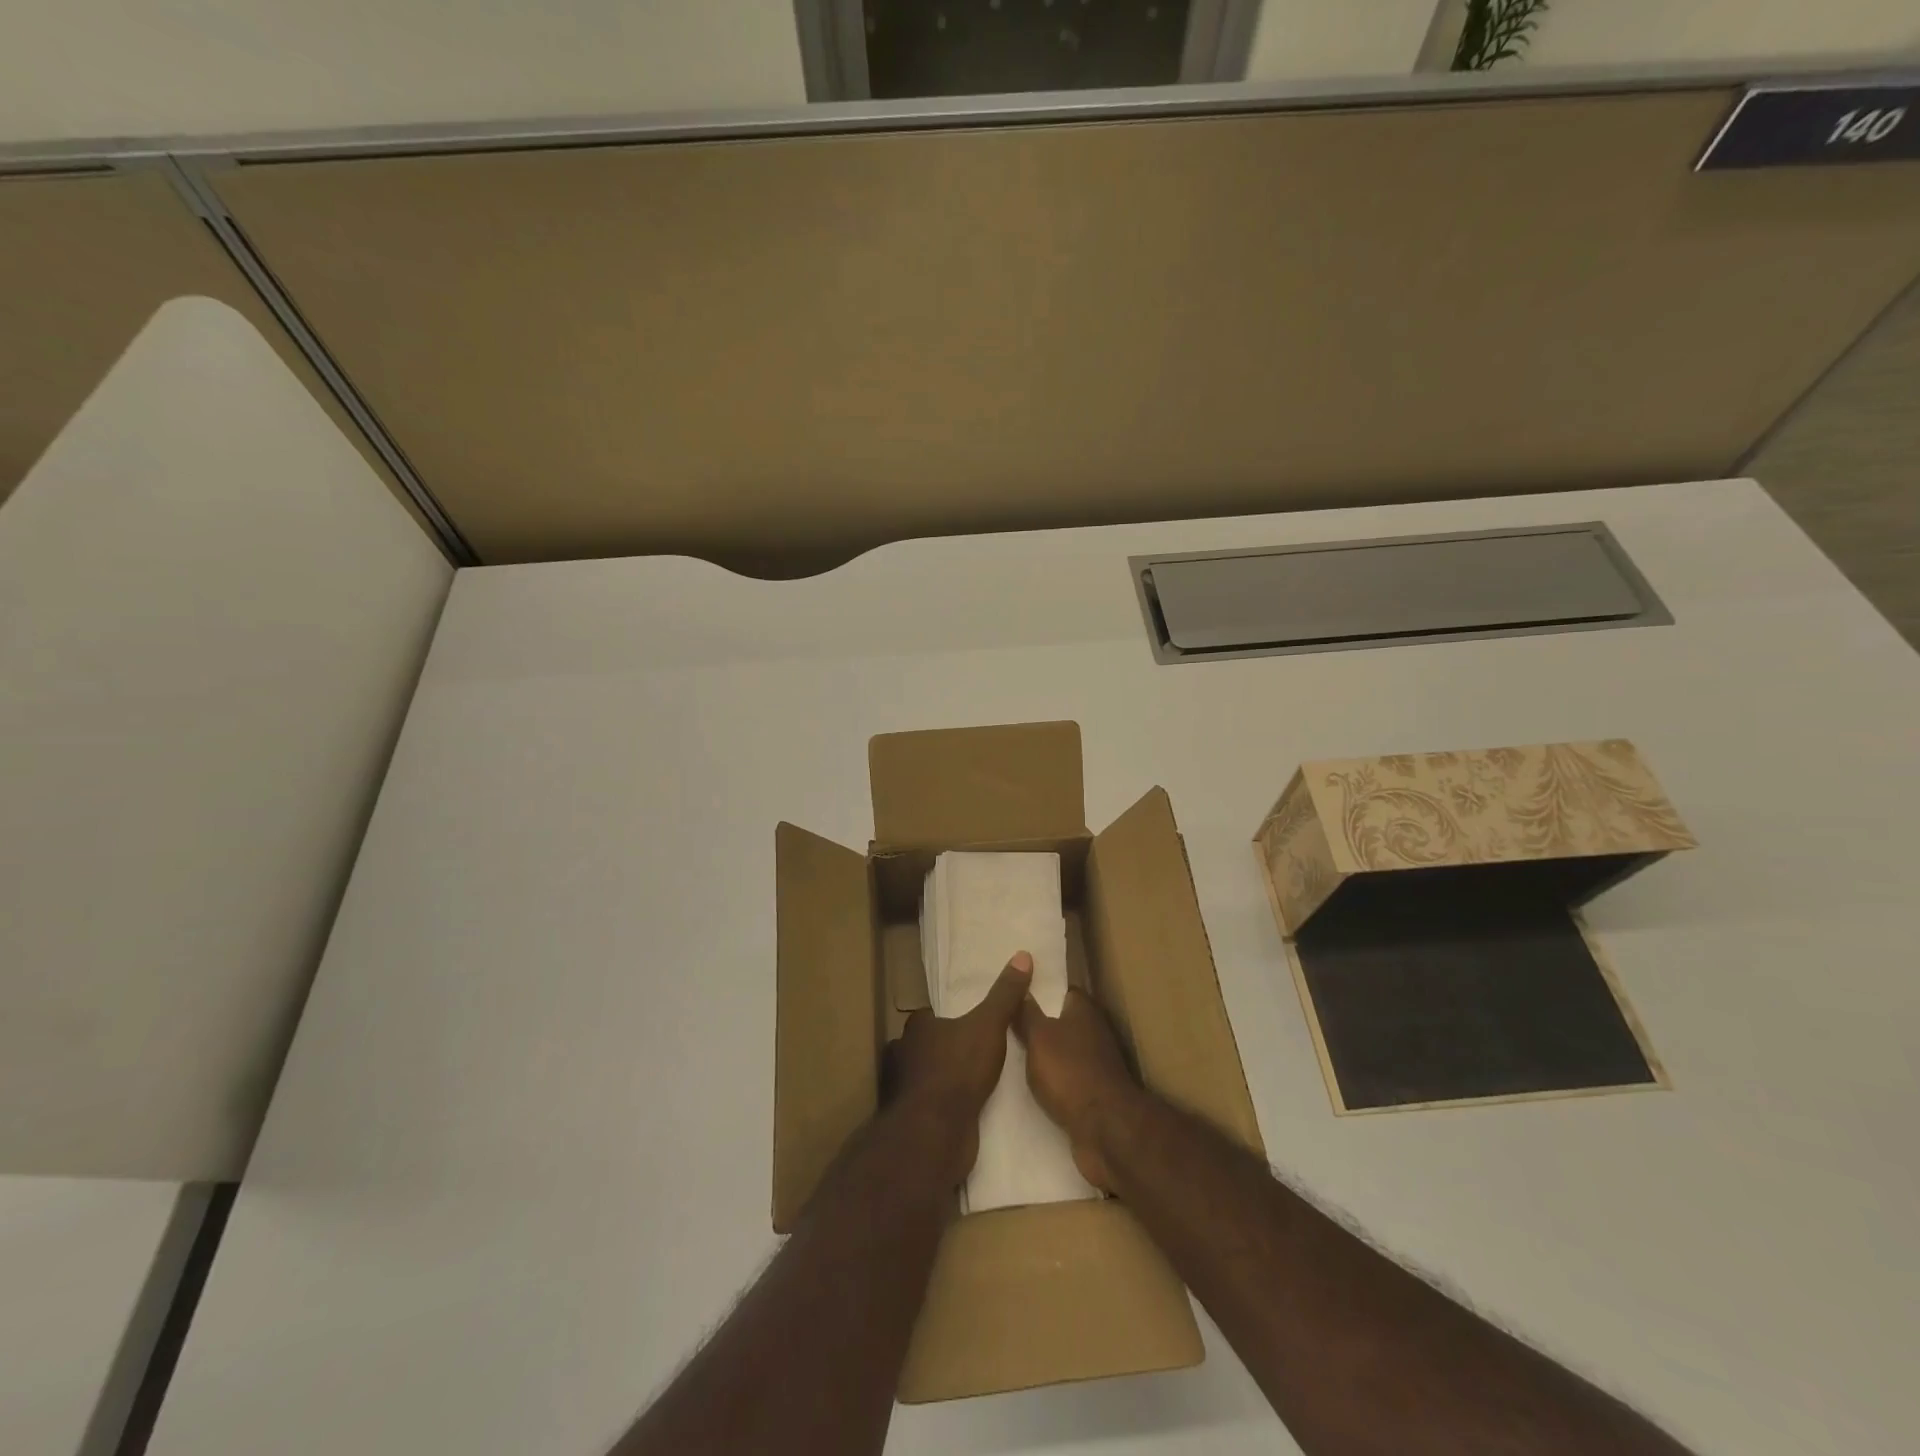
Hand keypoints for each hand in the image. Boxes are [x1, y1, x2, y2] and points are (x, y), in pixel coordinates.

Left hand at [887, 952, 1032, 1183]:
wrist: (937, 1132)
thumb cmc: (959, 1068)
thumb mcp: (989, 1024)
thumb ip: (1005, 994)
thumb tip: (1022, 955)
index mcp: (917, 1027)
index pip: (932, 1015)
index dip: (951, 1017)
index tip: (973, 1021)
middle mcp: (905, 1054)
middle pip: (929, 1045)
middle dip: (949, 1047)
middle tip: (979, 1049)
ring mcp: (906, 1089)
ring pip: (930, 1075)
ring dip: (948, 1077)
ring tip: (978, 1078)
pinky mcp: (915, 1119)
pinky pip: (935, 1103)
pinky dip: (948, 1103)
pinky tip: (969, 1105)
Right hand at [1014, 988, 1140, 1191]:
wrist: (1105, 1128)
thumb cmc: (1069, 1071)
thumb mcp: (1038, 1036)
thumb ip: (1027, 1012)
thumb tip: (1020, 983)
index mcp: (1084, 1010)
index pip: (1064, 990)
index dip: (1042, 990)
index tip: (1019, 993)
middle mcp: (1095, 1032)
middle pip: (1065, 1021)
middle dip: (1042, 1023)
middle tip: (1009, 1024)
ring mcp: (1098, 1064)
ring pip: (1066, 1051)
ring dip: (1048, 1054)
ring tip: (1015, 1054)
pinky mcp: (1096, 1092)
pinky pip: (1069, 1077)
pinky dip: (1056, 1079)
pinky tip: (1035, 1083)